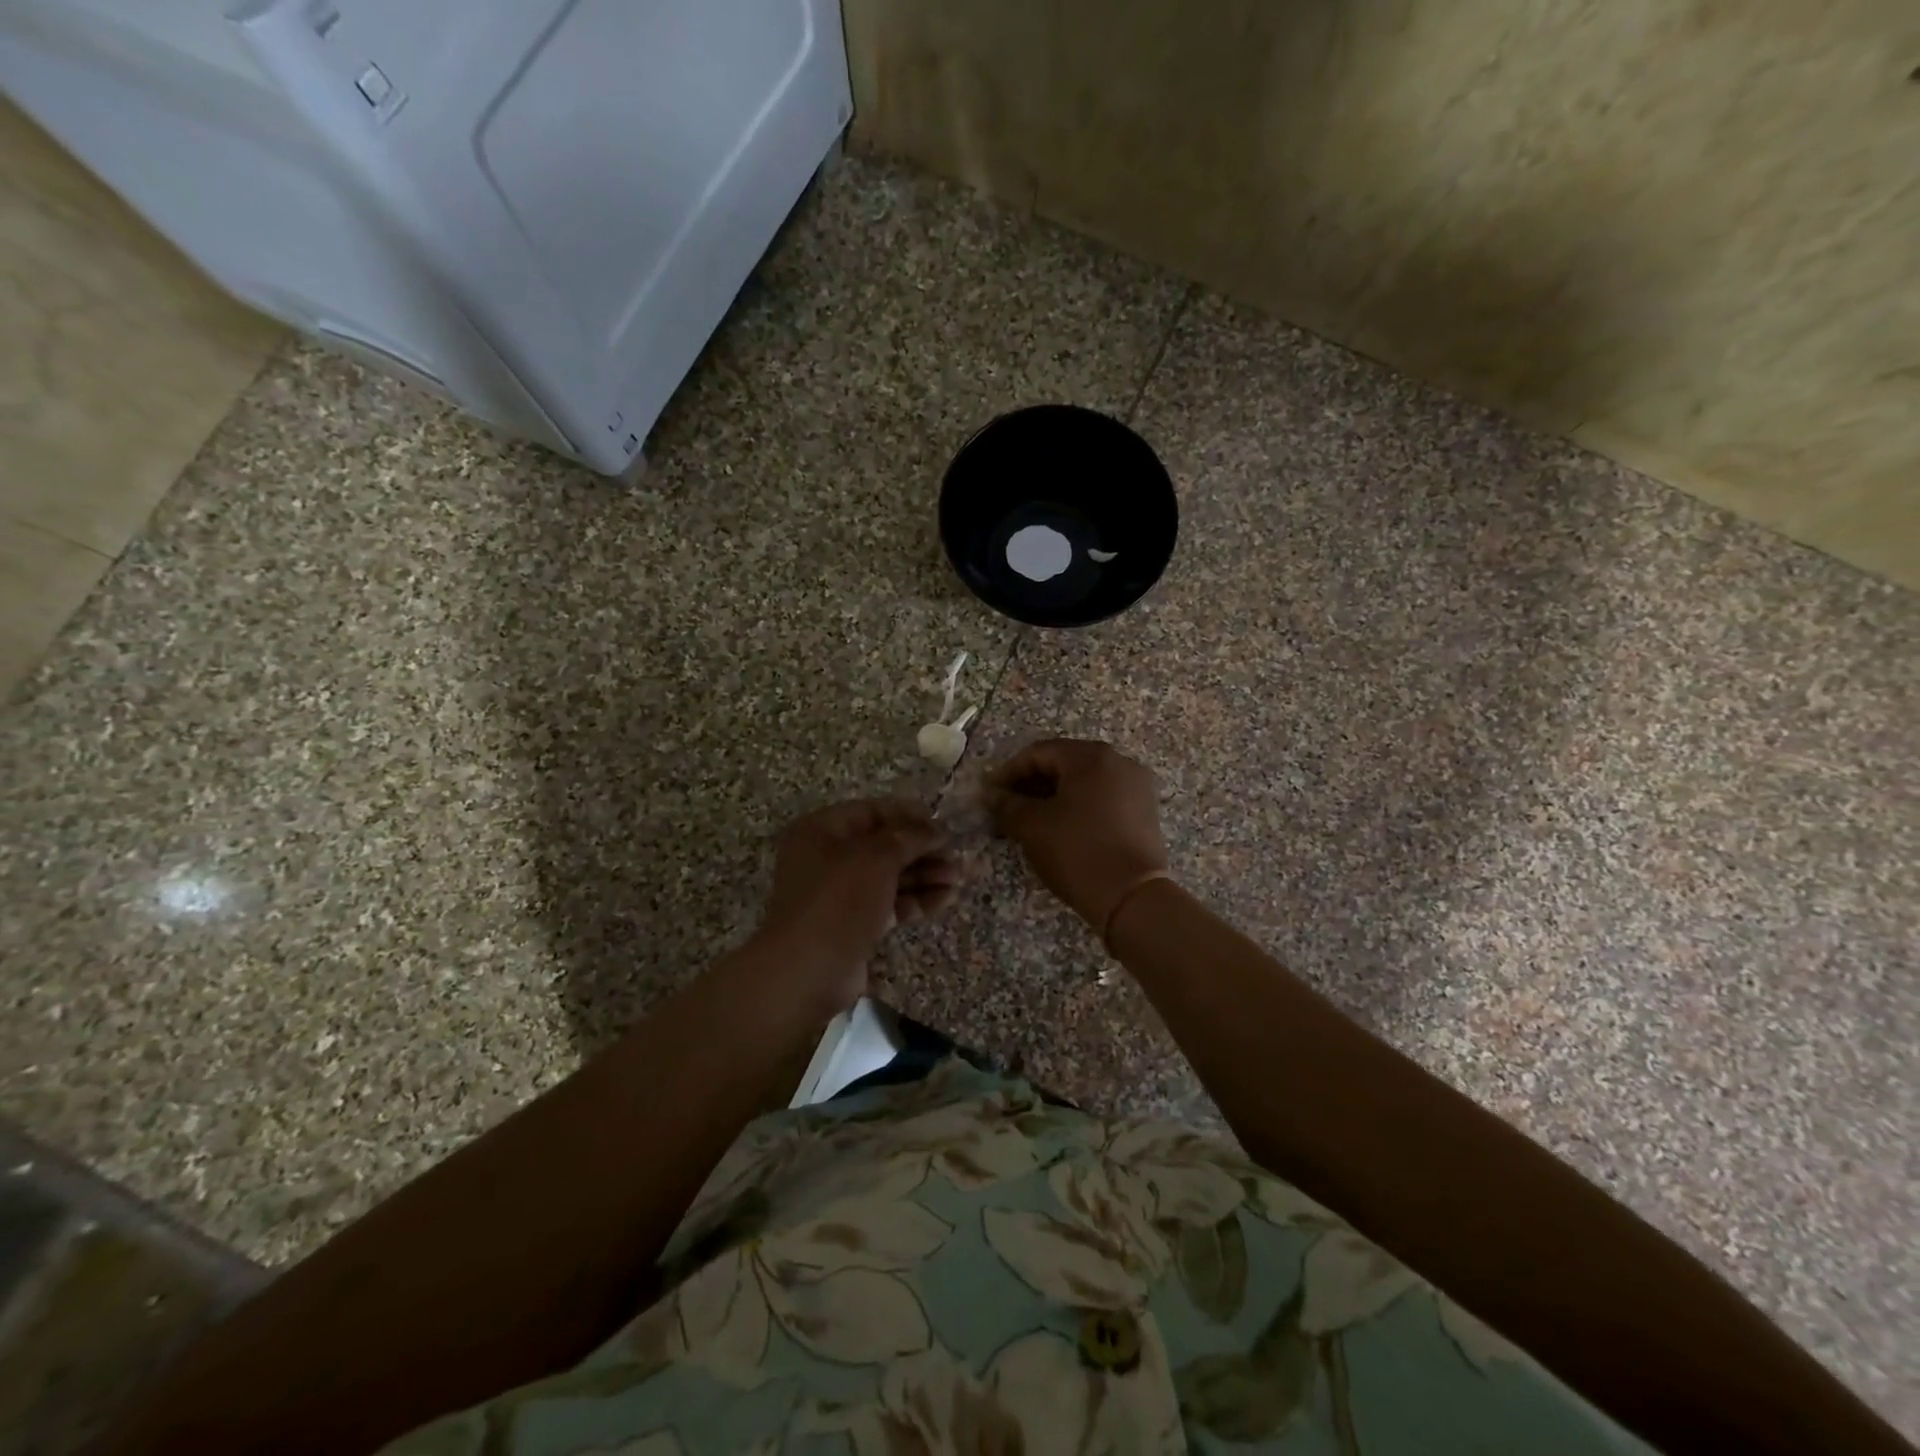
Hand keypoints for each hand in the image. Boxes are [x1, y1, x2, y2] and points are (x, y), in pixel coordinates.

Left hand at [753, 798, 962, 1011]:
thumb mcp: (876, 858)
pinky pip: (890, 904)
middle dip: (921, 849)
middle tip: (955, 854)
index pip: (871, 812)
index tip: (941, 824)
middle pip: (883, 846)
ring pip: (889, 876)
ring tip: (958, 877)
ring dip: (925, 874)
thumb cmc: (838, 900)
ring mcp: (840, 894)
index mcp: (822, 831)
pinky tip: (946, 898)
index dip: (908, 816)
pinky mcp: (854, 924)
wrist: (807, 971)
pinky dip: (916, 900)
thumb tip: (936, 829)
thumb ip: (909, 837)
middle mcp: (828, 858)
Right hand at [985, 739, 1170, 929]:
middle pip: (1063, 764)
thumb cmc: (1078, 852)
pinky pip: (1102, 798)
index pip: (1038, 753)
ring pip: (1083, 782)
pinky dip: (1077, 807)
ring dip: (1052, 797)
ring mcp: (1136, 786)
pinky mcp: (1144, 811)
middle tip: (1005, 807)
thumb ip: (1007, 805)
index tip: (988, 794)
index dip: (1008, 772)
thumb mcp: (1032, 826)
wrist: (1132, 898)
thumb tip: (993, 796)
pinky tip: (1059, 828)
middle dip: (1030, 784)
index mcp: (1091, 757)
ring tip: (1028, 821)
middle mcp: (1118, 762)